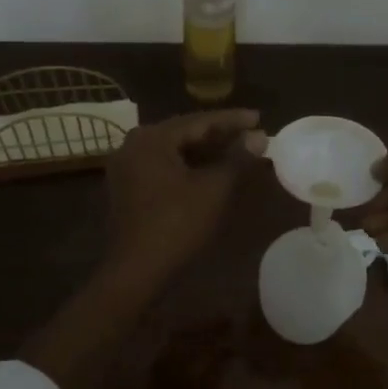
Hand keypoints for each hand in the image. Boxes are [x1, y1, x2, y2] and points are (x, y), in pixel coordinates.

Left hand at [103, 110, 265, 283]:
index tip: (259, 117)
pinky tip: (213, 170)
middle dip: (220, 134)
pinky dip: (190, 166)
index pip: (199, 121)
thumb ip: (237, 158)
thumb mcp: (213, 189)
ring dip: (206, 151)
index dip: (233, 120)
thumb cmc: (176, 224)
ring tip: (238, 150)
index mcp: (152, 138)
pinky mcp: (129, 187)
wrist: (135, 271)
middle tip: (252, 133)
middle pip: (185, 133)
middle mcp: (134, 145)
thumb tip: (260, 136)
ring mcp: (128, 167)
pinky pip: (165, 166)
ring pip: (175, 150)